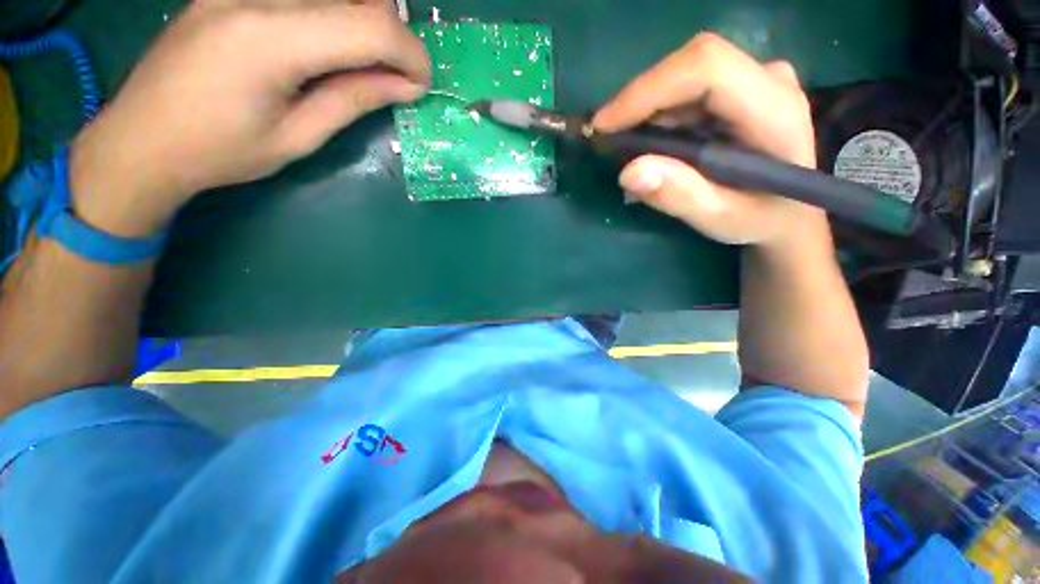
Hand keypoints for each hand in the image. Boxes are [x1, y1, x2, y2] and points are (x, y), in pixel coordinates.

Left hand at [71, 0, 429, 237]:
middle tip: (396, 76)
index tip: (422, 85)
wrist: (141, 139)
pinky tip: (331, 44)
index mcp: (269, 40)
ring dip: (365, 21)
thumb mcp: (298, 138)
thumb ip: (353, 100)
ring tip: (368, 63)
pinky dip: (334, 14)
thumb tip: (405, 85)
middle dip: (393, 36)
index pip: (369, 25)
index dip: (410, 55)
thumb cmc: (220, 152)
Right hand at [593, 33, 825, 248]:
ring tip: (627, 147)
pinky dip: (658, 113)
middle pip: (690, 66)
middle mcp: (768, 79)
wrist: (787, 211)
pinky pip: (687, 88)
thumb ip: (680, 196)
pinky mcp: (741, 85)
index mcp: (774, 110)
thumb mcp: (719, 219)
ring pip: (684, 75)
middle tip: (608, 140)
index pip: (706, 69)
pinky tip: (650, 142)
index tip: (604, 124)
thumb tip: (629, 172)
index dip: (648, 90)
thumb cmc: (759, 219)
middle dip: (640, 102)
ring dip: (646, 110)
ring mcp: (756, 78)